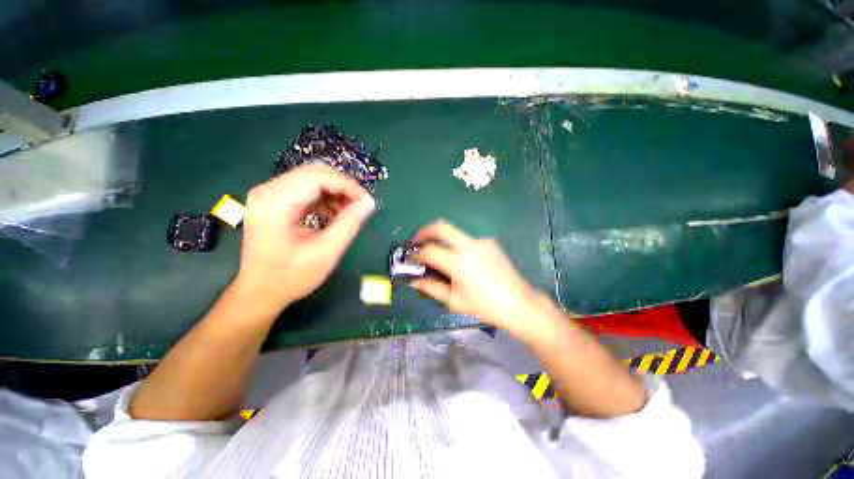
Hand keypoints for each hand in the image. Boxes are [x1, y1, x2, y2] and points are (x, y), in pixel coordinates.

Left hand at [235, 163, 375, 311]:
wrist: (260, 292)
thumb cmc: (291, 277)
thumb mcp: (326, 252)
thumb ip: (349, 224)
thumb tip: (369, 202)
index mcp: (275, 202)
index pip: (318, 176)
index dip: (347, 186)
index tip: (367, 202)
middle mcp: (268, 190)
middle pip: (315, 173)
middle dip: (343, 188)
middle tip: (360, 207)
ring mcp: (270, 194)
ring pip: (313, 179)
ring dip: (336, 194)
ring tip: (349, 214)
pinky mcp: (275, 201)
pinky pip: (307, 190)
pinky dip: (326, 199)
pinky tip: (334, 216)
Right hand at [410, 220, 553, 339]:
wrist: (520, 304)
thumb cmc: (485, 307)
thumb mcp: (454, 301)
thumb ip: (431, 288)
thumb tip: (414, 281)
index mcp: (460, 263)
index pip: (430, 250)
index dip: (417, 254)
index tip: (412, 258)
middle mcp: (470, 246)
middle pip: (441, 227)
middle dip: (425, 231)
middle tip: (417, 240)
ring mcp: (482, 242)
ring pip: (455, 232)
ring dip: (442, 239)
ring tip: (439, 254)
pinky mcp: (490, 243)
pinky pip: (467, 240)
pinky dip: (458, 245)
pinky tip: (461, 260)